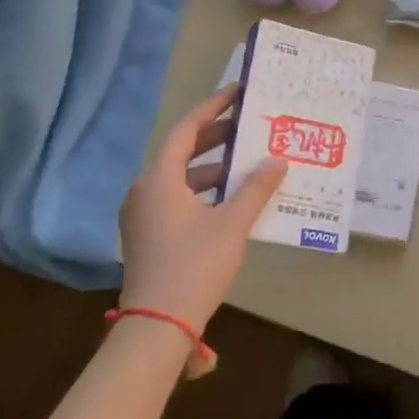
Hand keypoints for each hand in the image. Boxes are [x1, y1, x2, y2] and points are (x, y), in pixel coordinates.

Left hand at [118, 85, 286, 332]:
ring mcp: (141, 214)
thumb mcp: (233, 224)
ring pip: (178, 178)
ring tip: (245, 164)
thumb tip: (277, 160)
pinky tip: (228, 200)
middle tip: (248, 126)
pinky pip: (175, 199)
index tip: (237, 93)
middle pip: (181, 152)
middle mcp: (144, 190)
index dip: (213, 108)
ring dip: (210, 168)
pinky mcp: (145, 236)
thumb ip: (256, 189)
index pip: (187, 129)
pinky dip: (201, 192)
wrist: (157, 325)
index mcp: (160, 178)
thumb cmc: (195, 265)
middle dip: (215, 138)